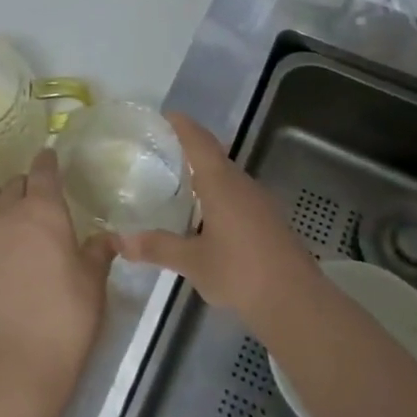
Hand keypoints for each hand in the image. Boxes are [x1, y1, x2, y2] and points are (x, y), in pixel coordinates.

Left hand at [0, 151, 113, 399]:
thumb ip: (97, 253)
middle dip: (21, 190)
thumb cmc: (67, 319)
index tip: (47, 161)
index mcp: (43, 212)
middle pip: (10, 183)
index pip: (43, 171)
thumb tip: (108, 238)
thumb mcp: (93, 283)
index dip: (46, 162)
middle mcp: (3, 214)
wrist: (19, 361)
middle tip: (29, 211)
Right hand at [118, 114, 317, 325]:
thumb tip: (120, 240)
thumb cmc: (239, 272)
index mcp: (222, 184)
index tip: (168, 115)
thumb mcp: (192, 262)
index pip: (200, 143)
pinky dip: (219, 196)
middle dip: (192, 150)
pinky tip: (208, 216)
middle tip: (166, 150)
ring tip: (181, 182)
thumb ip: (157, 247)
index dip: (184, 126)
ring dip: (207, 175)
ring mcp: (260, 203)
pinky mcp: (270, 222)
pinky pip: (239, 197)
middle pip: (216, 157)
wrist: (295, 301)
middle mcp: (243, 185)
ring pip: (229, 178)